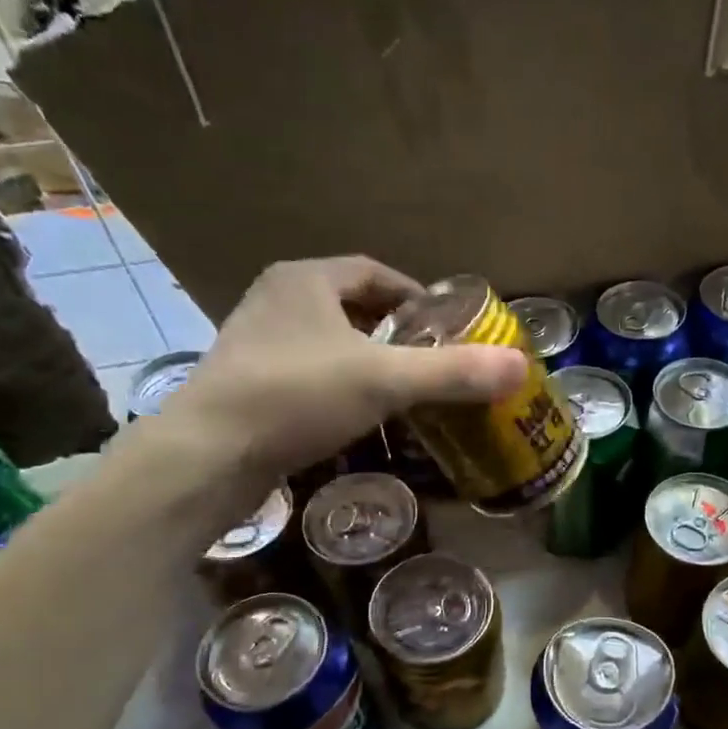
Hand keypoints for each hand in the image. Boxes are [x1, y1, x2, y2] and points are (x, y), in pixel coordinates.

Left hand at [153, 256, 526, 483]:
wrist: (207, 455)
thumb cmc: (296, 397)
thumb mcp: (384, 380)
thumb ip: (452, 372)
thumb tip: (520, 367)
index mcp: (306, 280)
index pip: (373, 273)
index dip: (414, 295)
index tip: (446, 324)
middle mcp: (276, 301)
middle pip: (351, 307)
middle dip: (394, 331)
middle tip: (431, 360)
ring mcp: (256, 343)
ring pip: (327, 343)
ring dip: (366, 361)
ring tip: (403, 391)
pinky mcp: (247, 385)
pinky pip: (308, 374)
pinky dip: (339, 388)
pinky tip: (358, 419)